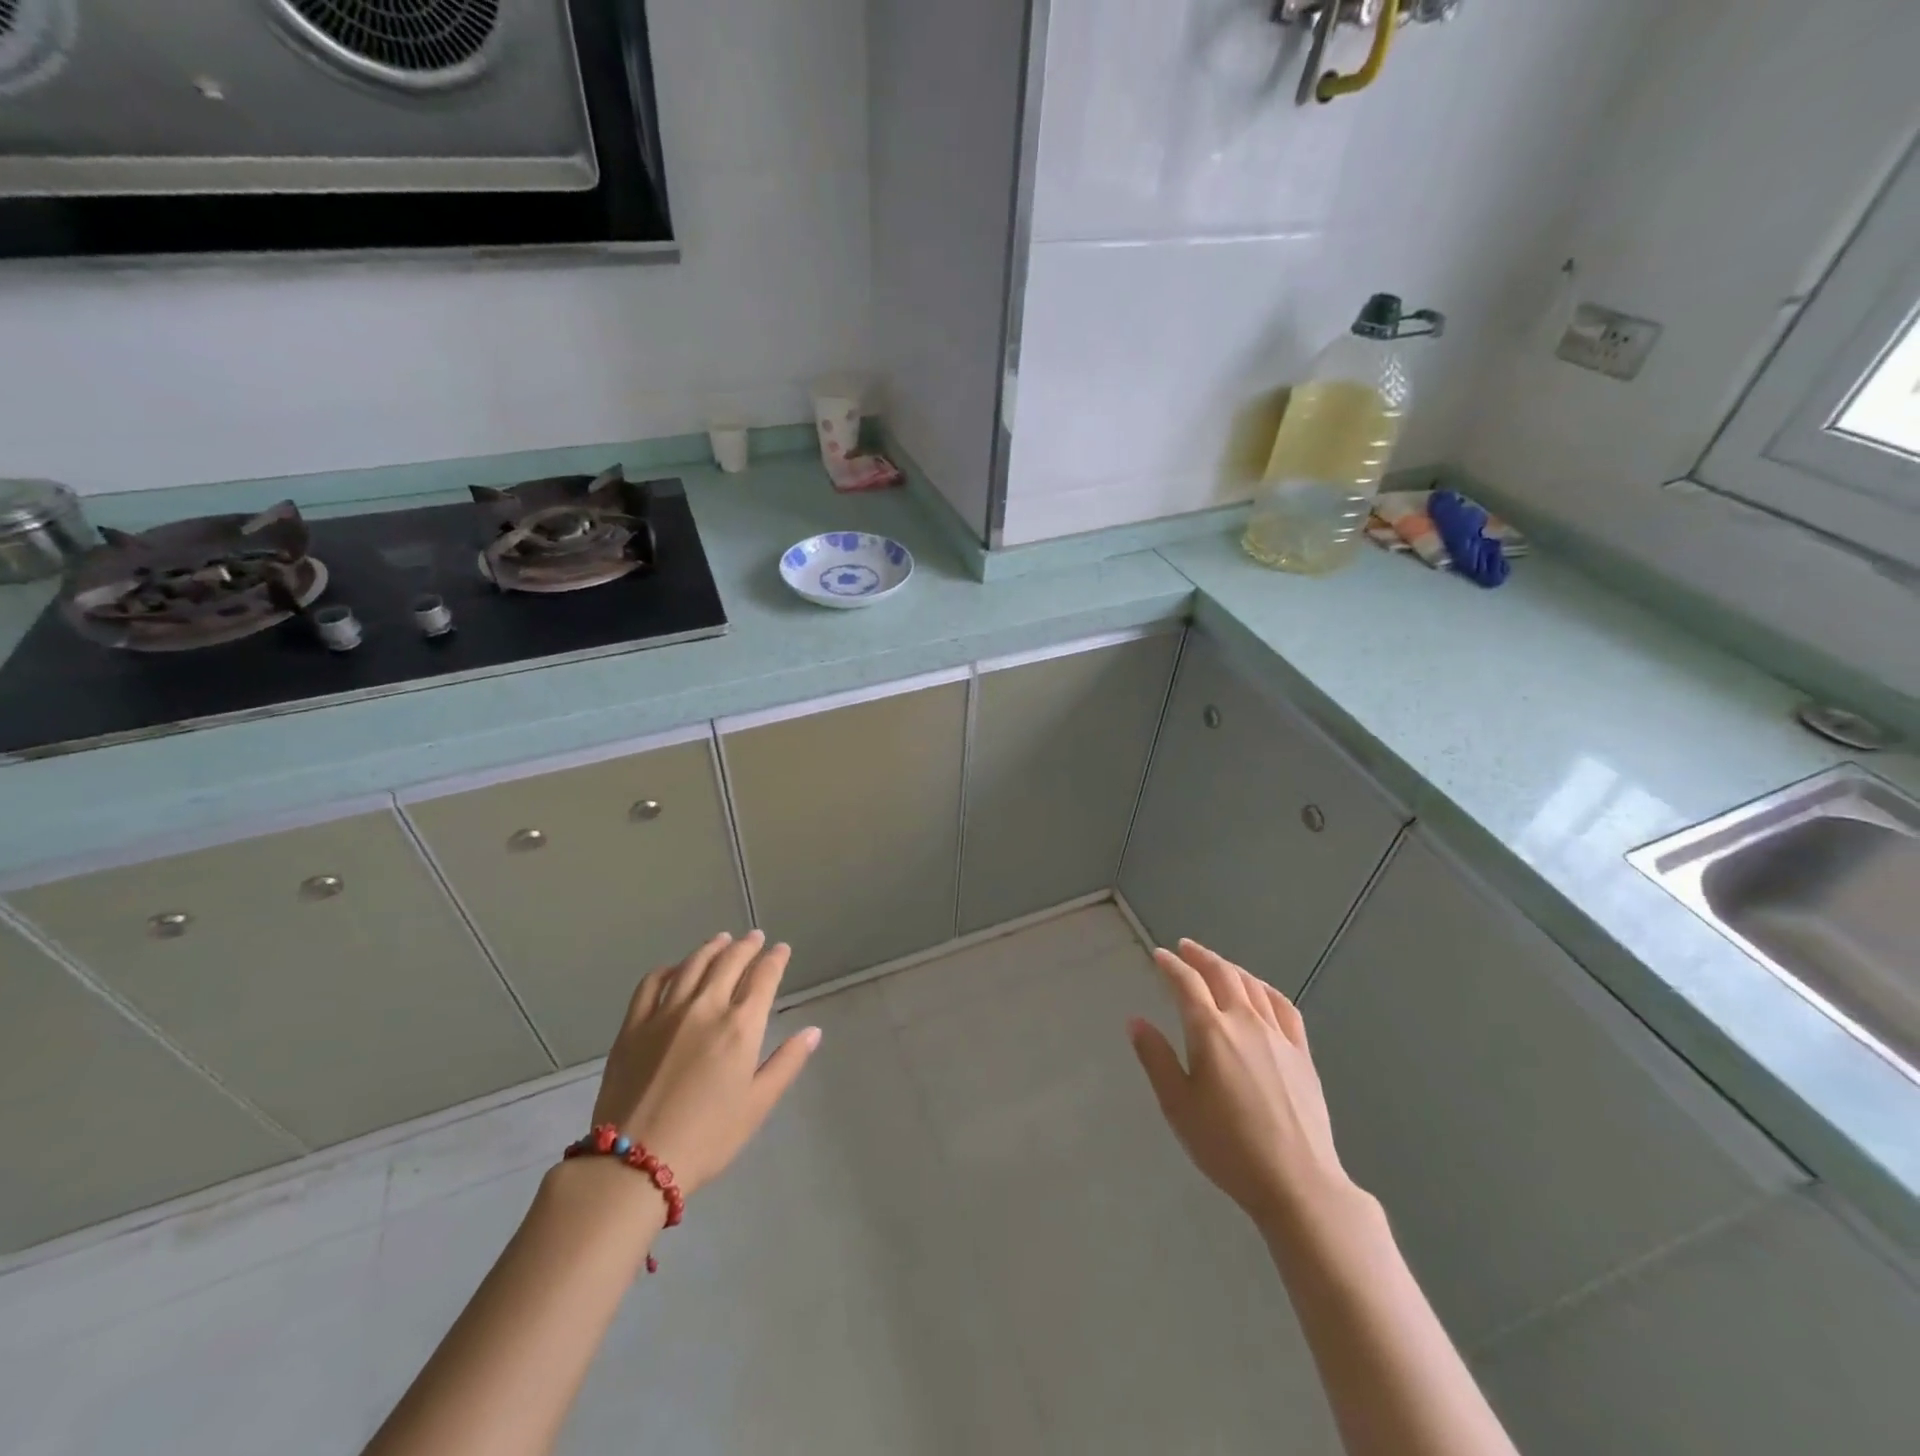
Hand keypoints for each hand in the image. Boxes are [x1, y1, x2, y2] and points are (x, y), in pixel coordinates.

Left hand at [591, 931, 820, 1197]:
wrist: (634, 1163)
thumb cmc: (707, 1138)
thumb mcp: (757, 1105)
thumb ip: (786, 1063)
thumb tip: (813, 1032)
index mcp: (740, 1027)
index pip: (763, 978)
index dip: (775, 959)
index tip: (782, 949)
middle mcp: (705, 1008)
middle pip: (729, 962)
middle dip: (746, 946)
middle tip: (755, 937)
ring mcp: (665, 1013)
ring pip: (693, 965)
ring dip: (711, 948)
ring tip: (722, 939)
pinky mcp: (633, 1025)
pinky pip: (651, 983)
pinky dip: (668, 969)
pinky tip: (675, 969)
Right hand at [1129, 938, 1353, 1231]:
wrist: (1297, 1182)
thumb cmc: (1227, 1147)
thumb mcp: (1177, 1106)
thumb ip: (1156, 1059)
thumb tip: (1136, 1021)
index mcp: (1210, 1031)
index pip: (1186, 984)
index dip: (1171, 966)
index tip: (1158, 956)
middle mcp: (1245, 1022)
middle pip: (1222, 974)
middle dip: (1200, 957)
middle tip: (1184, 948)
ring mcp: (1278, 1035)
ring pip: (1252, 986)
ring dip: (1230, 968)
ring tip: (1217, 964)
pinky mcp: (1302, 1053)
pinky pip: (1284, 1006)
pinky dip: (1265, 989)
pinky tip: (1260, 991)